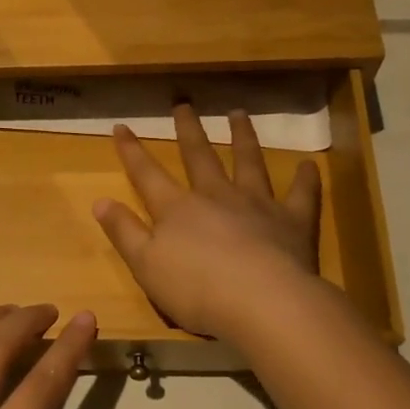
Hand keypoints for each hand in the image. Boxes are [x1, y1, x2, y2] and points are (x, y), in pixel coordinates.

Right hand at [92, 104, 321, 340]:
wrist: (261, 302)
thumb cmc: (195, 290)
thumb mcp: (145, 266)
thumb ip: (124, 232)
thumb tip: (100, 200)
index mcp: (177, 209)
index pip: (147, 174)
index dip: (132, 151)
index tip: (121, 126)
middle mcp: (216, 196)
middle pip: (200, 157)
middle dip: (189, 131)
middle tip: (184, 105)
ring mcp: (257, 204)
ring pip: (248, 162)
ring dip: (243, 137)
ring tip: (238, 115)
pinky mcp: (292, 221)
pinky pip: (300, 194)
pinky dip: (305, 179)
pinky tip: (309, 165)